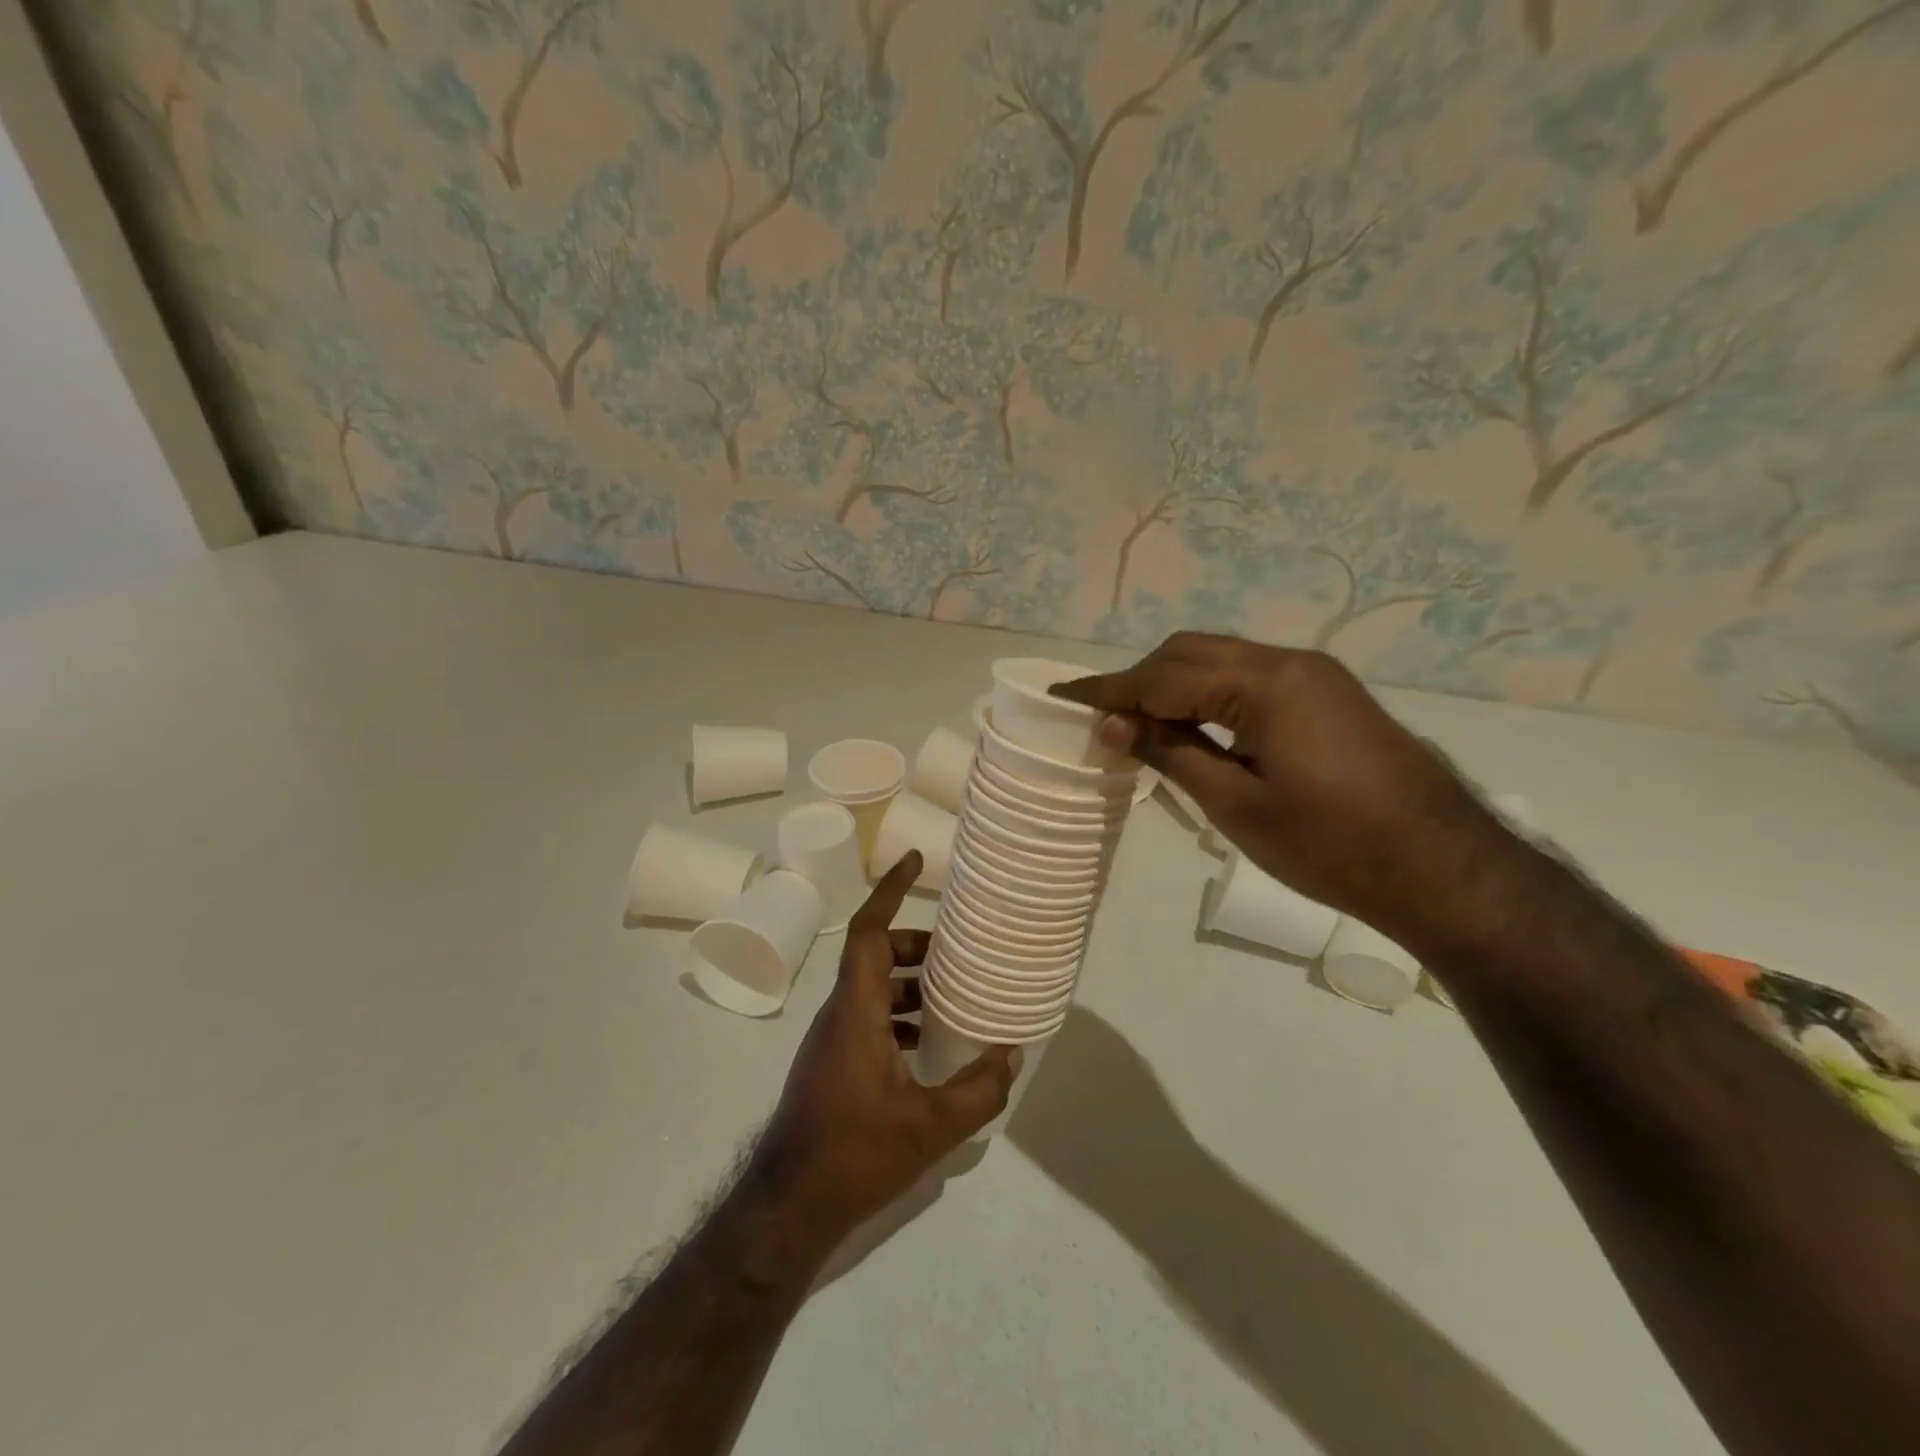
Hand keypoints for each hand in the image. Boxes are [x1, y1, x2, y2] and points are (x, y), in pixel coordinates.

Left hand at [745, 853, 1019, 1253]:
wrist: (787, 1208)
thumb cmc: (854, 1154)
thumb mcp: (929, 1127)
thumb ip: (977, 1090)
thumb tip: (1011, 1055)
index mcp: (856, 1010)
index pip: (868, 931)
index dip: (889, 890)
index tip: (913, 860)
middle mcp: (839, 1014)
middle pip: (874, 955)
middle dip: (914, 945)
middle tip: (957, 952)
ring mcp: (832, 1040)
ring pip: (871, 988)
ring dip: (908, 983)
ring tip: (952, 996)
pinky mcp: (832, 1064)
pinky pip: (868, 1018)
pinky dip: (898, 1015)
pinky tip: (927, 1045)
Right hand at [1054, 632, 1499, 931]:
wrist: (1441, 867)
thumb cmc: (1329, 845)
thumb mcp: (1235, 804)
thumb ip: (1170, 753)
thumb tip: (1111, 723)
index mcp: (1264, 684)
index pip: (1164, 677)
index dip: (1109, 690)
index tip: (1062, 695)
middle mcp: (1288, 662)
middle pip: (1190, 652)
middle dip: (1139, 680)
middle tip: (1102, 718)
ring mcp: (1313, 674)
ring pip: (1221, 660)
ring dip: (1174, 684)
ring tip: (1139, 723)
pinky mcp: (1327, 694)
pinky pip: (1249, 677)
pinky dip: (1209, 693)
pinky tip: (1193, 724)